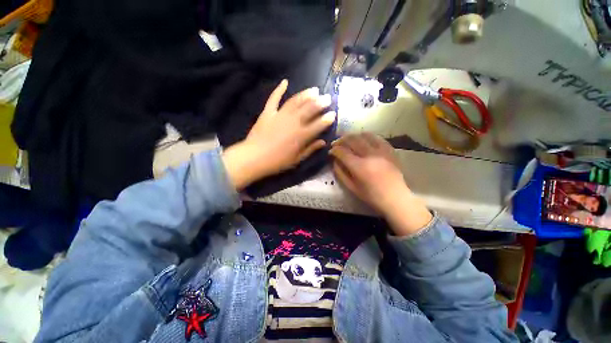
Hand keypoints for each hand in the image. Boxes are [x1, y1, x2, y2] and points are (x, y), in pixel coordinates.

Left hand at [223, 80, 334, 189]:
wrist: (254, 157)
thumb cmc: (278, 161)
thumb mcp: (297, 159)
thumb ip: (311, 149)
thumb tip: (323, 142)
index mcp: (301, 135)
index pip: (318, 125)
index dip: (327, 119)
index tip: (333, 114)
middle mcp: (293, 122)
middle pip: (309, 109)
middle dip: (320, 102)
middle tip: (327, 97)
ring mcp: (280, 115)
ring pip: (296, 101)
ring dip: (306, 94)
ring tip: (314, 89)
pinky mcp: (268, 112)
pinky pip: (274, 98)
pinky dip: (279, 89)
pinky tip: (285, 81)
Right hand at [329, 133, 431, 235]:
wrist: (395, 197)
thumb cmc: (371, 196)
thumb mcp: (352, 187)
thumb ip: (340, 173)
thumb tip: (334, 161)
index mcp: (359, 166)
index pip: (342, 152)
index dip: (334, 150)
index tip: (331, 151)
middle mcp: (369, 155)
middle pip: (352, 140)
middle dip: (341, 140)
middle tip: (337, 143)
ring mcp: (381, 151)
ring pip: (364, 136)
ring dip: (353, 136)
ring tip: (348, 139)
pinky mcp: (389, 150)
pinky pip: (377, 137)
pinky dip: (368, 136)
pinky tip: (363, 138)